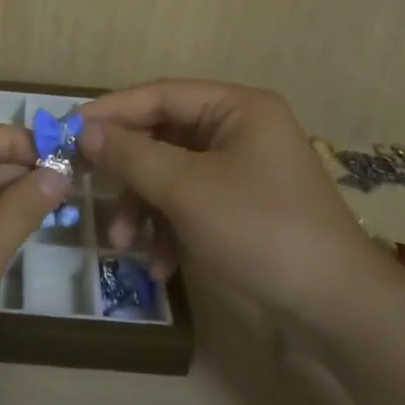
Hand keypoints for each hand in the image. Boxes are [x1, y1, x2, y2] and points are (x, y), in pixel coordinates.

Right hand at [79, 80, 394, 328]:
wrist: (336, 309)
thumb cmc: (260, 229)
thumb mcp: (187, 190)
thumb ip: (132, 155)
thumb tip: (84, 131)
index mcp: (236, 109)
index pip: (161, 95)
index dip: (112, 111)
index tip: (68, 129)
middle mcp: (239, 131)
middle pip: (163, 137)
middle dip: (128, 171)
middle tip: (85, 184)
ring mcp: (241, 172)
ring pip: (171, 175)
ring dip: (143, 208)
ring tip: (122, 243)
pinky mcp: (240, 208)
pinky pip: (189, 204)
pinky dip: (169, 230)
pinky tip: (160, 267)